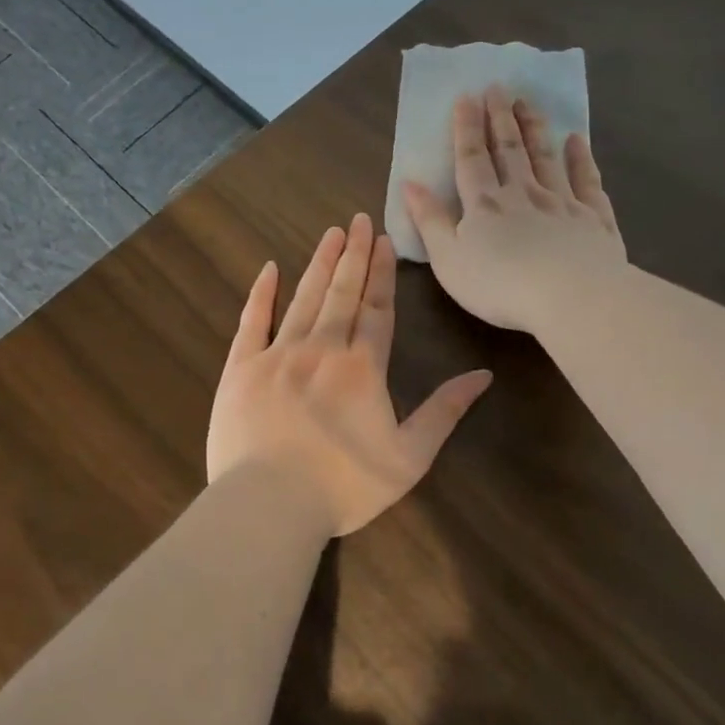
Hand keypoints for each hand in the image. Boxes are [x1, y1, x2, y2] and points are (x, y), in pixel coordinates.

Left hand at [207, 214, 492, 537]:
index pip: (377, 309)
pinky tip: (270, 269)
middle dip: (353, 254)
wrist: (269, 504)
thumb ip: (444, 412)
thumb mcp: (409, 457)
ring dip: (320, 264)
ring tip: (331, 233)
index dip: (382, 273)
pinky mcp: (241, 369)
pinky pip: (252, 322)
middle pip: (342, 293)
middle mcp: (321, 348)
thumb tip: (482, 375)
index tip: (384, 240)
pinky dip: (262, 294)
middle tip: (359, 220)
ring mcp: (277, 355)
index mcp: (363, 367)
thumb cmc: (344, 486)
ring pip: (304, 298)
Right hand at [403, 85, 627, 334]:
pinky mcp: (594, 218)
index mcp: (484, 205)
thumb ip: (429, 220)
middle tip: (498, 87)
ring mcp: (562, 202)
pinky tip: (576, 140)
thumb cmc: (499, 285)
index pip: (471, 158)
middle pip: (509, 150)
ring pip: (546, 157)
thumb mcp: (448, 259)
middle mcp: (523, 193)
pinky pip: (586, 180)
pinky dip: (580, 158)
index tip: (467, 97)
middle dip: (500, 118)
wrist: (571, 297)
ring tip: (528, 102)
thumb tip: (409, 183)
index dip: (466, 128)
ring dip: (534, 129)